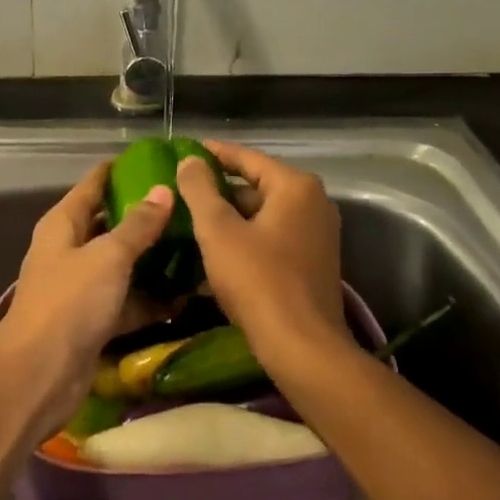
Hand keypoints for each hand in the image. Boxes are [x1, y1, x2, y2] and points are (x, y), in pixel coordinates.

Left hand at [0, 162, 173, 424]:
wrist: (38, 375)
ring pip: (123, 264)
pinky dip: (151, 300)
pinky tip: (186, 296)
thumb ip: (138, 225)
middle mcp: (70, 250)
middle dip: (146, 216)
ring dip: (154, 260)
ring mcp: (81, 287)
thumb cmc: (69, 302)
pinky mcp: (94, 320)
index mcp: (64, 224)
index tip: (157, 159)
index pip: (93, 184)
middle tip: (188, 206)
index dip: (121, 170)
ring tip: (196, 247)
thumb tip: (163, 190)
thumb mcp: (108, 256)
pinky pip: (128, 301)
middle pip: (110, 224)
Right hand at [174, 141, 345, 362]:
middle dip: (219, 191)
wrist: (302, 347)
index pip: (247, 157)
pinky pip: (273, 238)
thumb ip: (200, 189)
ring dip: (230, 218)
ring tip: (191, 222)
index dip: (213, 154)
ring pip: (263, 215)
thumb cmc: (258, 280)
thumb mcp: (218, 231)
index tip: (185, 151)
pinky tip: (215, 252)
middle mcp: (314, 203)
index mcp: (295, 187)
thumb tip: (190, 160)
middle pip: (257, 186)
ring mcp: (317, 234)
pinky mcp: (313, 262)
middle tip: (182, 192)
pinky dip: (246, 239)